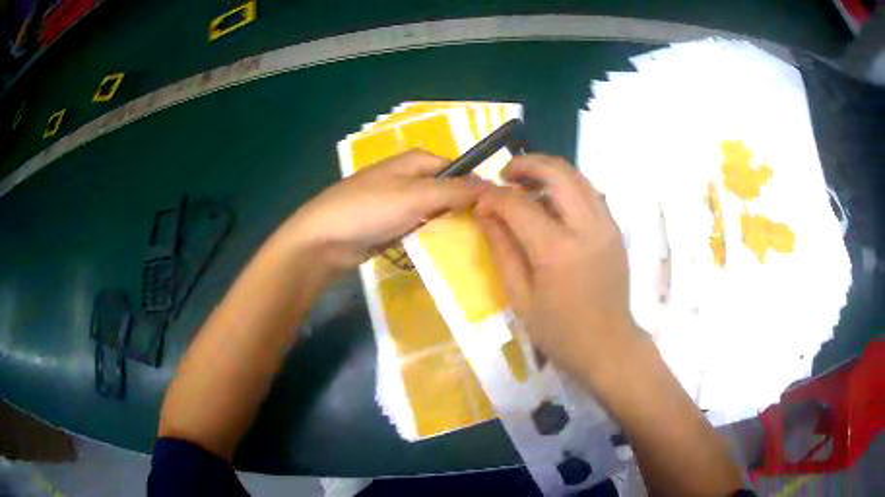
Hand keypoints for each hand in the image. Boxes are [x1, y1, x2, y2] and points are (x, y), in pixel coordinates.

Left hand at [281, 150, 487, 271]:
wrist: (324, 239)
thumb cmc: (370, 209)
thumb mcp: (417, 196)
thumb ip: (455, 190)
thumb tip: (493, 186)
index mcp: (415, 161)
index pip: (457, 168)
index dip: (475, 187)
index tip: (493, 211)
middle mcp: (408, 177)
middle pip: (446, 191)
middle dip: (462, 209)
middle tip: (483, 232)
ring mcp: (398, 202)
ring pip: (434, 211)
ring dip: (446, 226)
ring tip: (468, 245)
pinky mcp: (390, 224)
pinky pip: (418, 227)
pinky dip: (428, 237)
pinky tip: (442, 251)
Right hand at [475, 154, 637, 378]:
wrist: (608, 344)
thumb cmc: (559, 331)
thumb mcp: (520, 297)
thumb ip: (502, 248)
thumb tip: (484, 211)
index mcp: (557, 251)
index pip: (519, 204)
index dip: (493, 196)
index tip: (479, 200)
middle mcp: (587, 227)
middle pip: (556, 172)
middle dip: (525, 164)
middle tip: (504, 175)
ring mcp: (606, 224)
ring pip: (577, 175)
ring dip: (548, 171)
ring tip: (525, 184)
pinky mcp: (614, 228)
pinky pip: (589, 191)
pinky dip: (567, 185)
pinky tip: (552, 202)